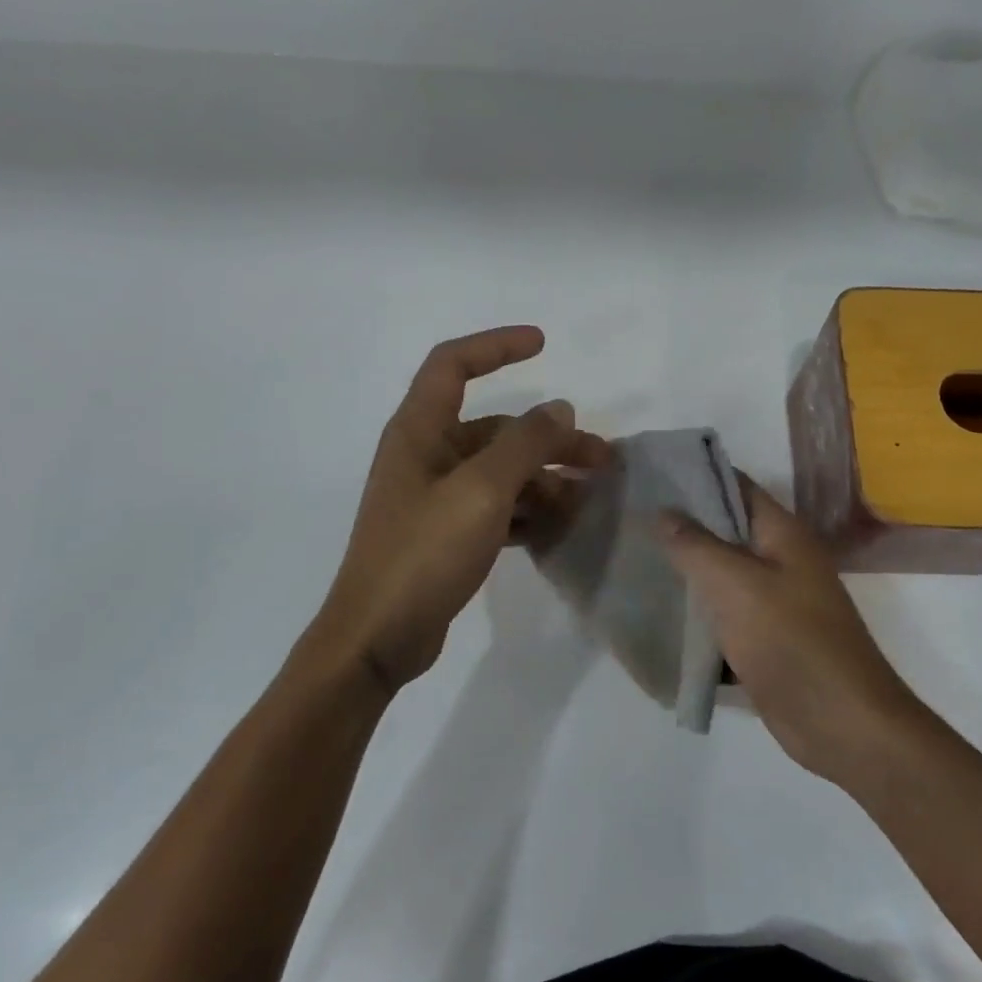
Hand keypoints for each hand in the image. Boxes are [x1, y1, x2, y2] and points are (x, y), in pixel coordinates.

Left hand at [315, 326, 610, 692]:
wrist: (379, 636)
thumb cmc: (424, 553)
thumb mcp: (482, 492)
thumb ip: (524, 444)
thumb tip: (559, 408)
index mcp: (420, 432)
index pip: (453, 365)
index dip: (496, 347)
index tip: (543, 344)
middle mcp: (426, 457)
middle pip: (496, 430)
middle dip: (549, 439)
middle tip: (602, 460)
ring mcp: (436, 498)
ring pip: (501, 473)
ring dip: (545, 481)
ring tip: (588, 502)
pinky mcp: (446, 535)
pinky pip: (496, 509)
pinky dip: (528, 513)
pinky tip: (559, 529)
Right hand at [659, 479, 919, 785]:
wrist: (840, 723)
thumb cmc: (790, 641)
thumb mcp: (735, 584)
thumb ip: (695, 545)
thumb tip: (664, 511)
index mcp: (783, 535)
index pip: (736, 487)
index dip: (695, 477)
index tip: (648, 476)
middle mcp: (782, 561)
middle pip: (727, 531)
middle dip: (682, 526)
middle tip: (630, 519)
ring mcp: (775, 603)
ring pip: (722, 576)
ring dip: (686, 572)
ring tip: (634, 560)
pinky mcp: (766, 641)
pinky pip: (725, 617)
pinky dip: (698, 615)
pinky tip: (659, 614)